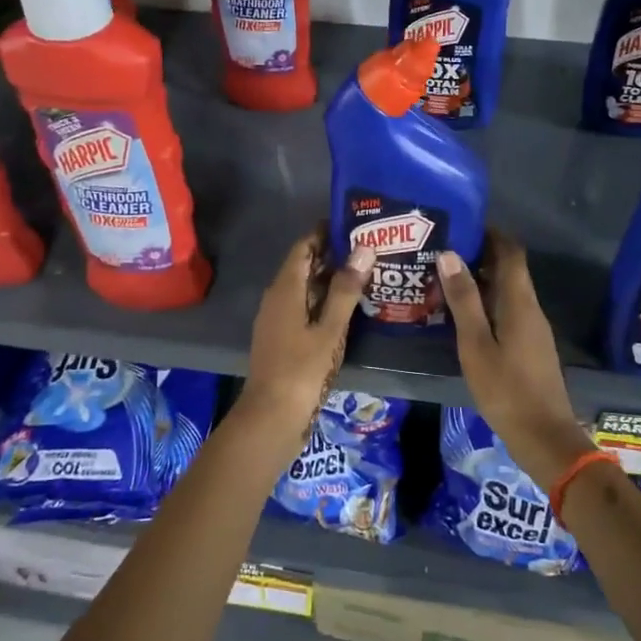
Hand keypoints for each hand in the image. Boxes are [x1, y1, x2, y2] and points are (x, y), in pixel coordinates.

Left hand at [236, 228, 373, 444]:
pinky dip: (324, 300)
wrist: (271, 417)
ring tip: (365, 273)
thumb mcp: (330, 329)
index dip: (325, 232)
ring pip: (304, 288)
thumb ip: (346, 289)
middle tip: (368, 247)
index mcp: (285, 289)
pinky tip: (348, 308)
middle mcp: (276, 298)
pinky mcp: (281, 338)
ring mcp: (276, 319)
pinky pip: (303, 307)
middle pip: (304, 266)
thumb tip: (363, 249)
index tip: (353, 223)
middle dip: (333, 255)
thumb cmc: (302, 370)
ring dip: (330, 279)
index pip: (304, 247)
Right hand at [437, 232, 595, 486]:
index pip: (511, 252)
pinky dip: (488, 303)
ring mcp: (534, 329)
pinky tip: (464, 315)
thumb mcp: (476, 345)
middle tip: (444, 250)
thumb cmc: (507, 390)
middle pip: (510, 269)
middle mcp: (531, 309)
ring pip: (509, 291)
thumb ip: (464, 301)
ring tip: (446, 278)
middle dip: (482, 254)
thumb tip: (450, 254)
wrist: (544, 437)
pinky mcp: (530, 347)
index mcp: (520, 302)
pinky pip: (509, 310)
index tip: (463, 224)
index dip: (491, 233)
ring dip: (483, 280)